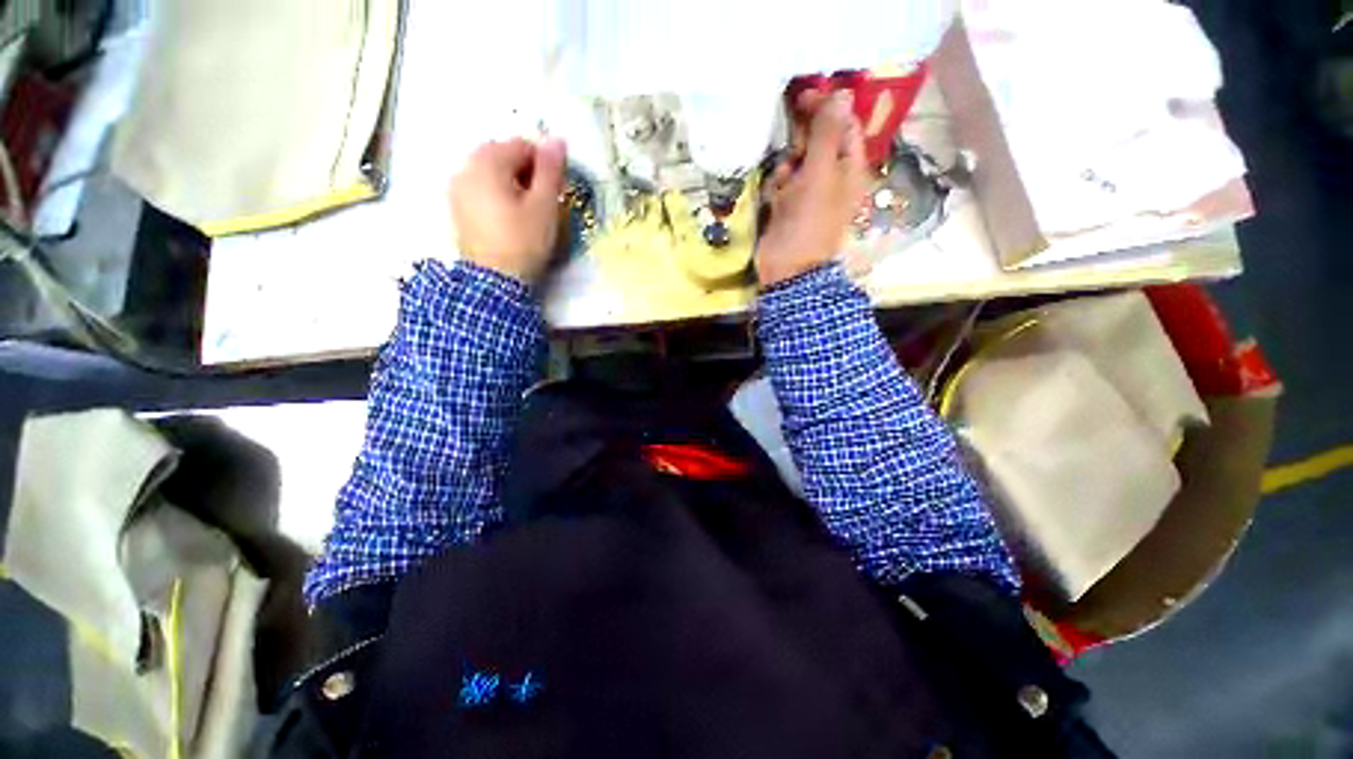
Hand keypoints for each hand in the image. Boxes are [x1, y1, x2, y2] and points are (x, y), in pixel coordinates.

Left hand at [451, 138, 567, 284]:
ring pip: (491, 173)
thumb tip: (557, 139)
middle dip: (526, 172)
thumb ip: (550, 170)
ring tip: (527, 212)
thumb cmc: (523, 241)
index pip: (521, 145)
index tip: (556, 190)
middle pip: (503, 156)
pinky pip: (480, 189)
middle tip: (543, 201)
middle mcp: (466, 167)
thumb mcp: (544, 206)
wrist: (495, 281)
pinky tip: (509, 219)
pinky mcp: (457, 208)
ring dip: (512, 183)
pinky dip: (497, 195)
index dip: (544, 164)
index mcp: (487, 162)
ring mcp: (457, 188)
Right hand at [756, 91, 867, 287]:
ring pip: (794, 160)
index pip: (844, 124)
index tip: (803, 98)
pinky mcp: (789, 204)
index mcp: (850, 167)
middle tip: (793, 160)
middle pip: (817, 141)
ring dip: (786, 170)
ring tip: (784, 190)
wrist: (788, 266)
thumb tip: (842, 92)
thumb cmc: (809, 220)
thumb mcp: (821, 173)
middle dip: (800, 147)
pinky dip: (777, 188)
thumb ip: (828, 133)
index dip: (827, 108)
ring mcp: (809, 190)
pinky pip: (781, 182)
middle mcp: (832, 174)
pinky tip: (775, 202)